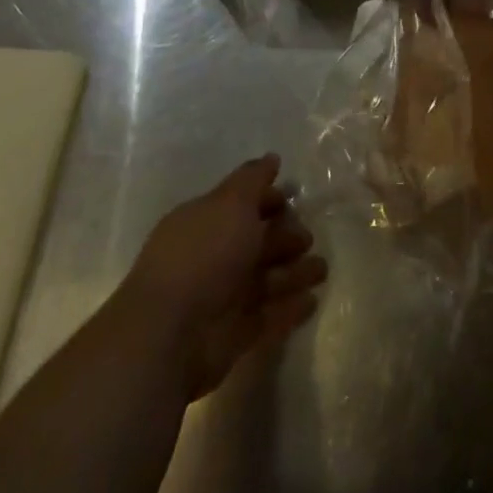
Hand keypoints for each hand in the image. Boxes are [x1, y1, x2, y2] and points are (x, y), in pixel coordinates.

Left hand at [118, 156, 326, 399]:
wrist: (171, 334)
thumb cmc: (203, 256)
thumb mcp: (231, 203)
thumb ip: (253, 179)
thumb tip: (272, 157)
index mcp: (204, 223)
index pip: (240, 205)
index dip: (267, 200)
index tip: (293, 198)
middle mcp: (212, 257)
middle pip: (255, 243)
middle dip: (285, 237)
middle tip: (307, 238)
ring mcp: (222, 298)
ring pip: (265, 279)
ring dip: (294, 273)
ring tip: (322, 269)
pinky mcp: (234, 335)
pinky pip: (268, 317)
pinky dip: (289, 309)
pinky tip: (311, 301)